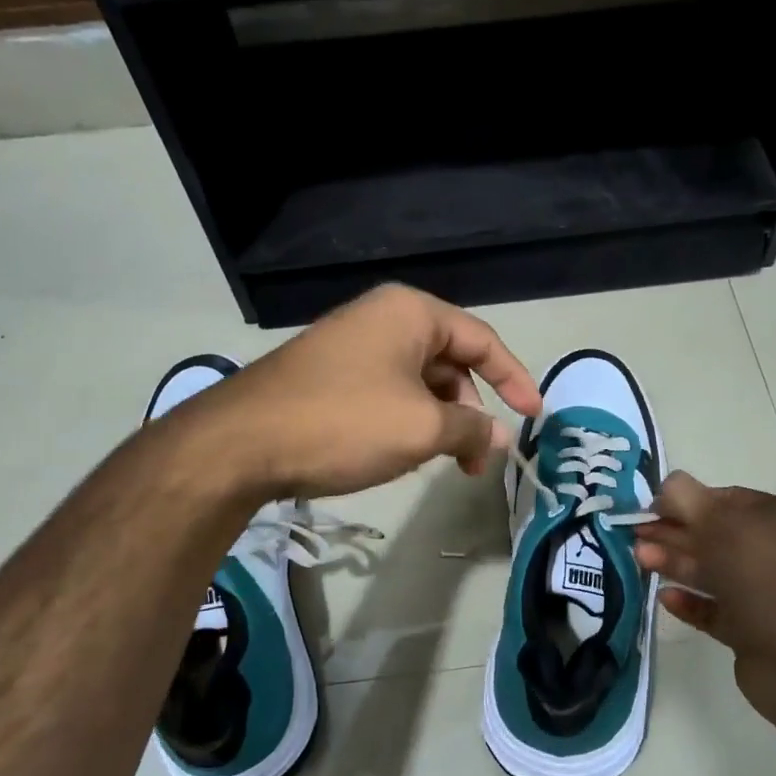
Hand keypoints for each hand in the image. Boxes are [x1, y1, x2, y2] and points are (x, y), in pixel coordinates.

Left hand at [178, 284, 542, 499]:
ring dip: (438, 421)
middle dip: (470, 412)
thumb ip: (472, 430)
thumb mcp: (422, 429)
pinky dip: (406, 421)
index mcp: (411, 312)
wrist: (242, 443)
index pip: (482, 340)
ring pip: (418, 382)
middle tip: (475, 459)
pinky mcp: (328, 374)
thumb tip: (500, 438)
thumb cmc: (344, 422)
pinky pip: (386, 392)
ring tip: (438, 462)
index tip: (533, 417)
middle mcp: (382, 318)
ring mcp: (351, 345)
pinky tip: (398, 453)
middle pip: (450, 362)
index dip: (514, 379)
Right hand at [632, 474, 775, 727]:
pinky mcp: (751, 632)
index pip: (725, 499)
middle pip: (714, 535)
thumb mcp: (722, 524)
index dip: (686, 500)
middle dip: (673, 532)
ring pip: (711, 572)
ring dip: (675, 563)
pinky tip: (664, 597)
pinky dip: (689, 602)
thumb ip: (687, 498)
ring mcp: (764, 594)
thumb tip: (666, 483)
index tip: (649, 508)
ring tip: (639, 559)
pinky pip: (713, 610)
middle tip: (634, 534)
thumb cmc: (766, 577)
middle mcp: (774, 552)